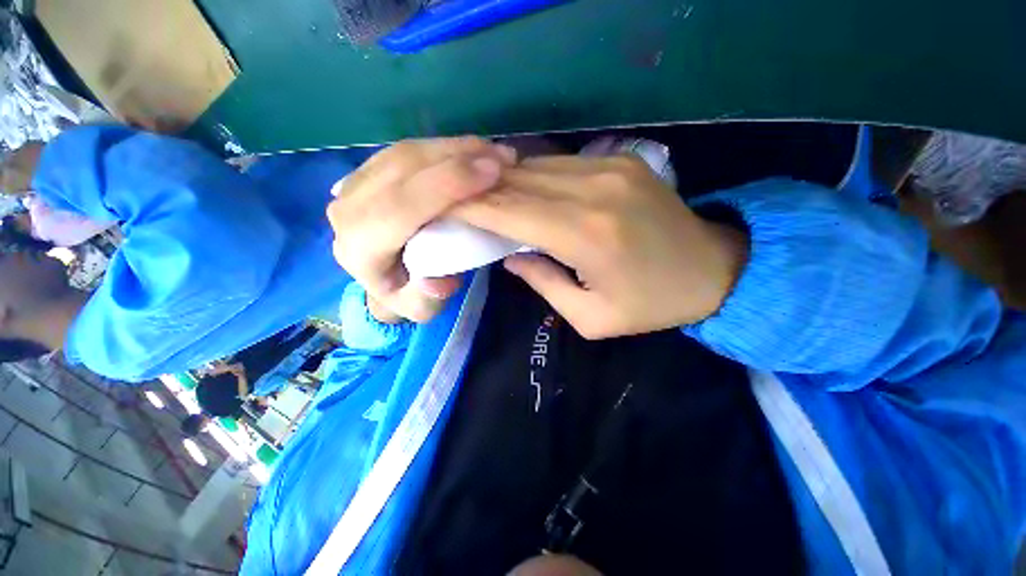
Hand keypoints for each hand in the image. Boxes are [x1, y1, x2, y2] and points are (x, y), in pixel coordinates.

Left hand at [327, 138, 515, 322]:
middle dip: (457, 158)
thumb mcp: (419, 309)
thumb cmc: (405, 294)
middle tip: (503, 158)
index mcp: (360, 247)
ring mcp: (355, 184)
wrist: (380, 277)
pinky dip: (443, 147)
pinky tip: (471, 150)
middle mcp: (349, 209)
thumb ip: (426, 299)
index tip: (492, 173)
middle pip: (403, 168)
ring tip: (494, 152)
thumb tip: (438, 281)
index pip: (401, 206)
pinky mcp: (367, 172)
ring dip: (454, 148)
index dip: (447, 184)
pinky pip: (407, 150)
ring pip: (406, 152)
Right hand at [451, 155, 747, 338]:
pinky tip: (515, 183)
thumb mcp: (592, 317)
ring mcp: (610, 168)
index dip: (473, 208)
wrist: (713, 269)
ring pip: (536, 167)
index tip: (442, 207)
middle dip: (479, 189)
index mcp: (587, 237)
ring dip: (501, 180)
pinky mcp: (621, 161)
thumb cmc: (650, 304)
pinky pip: (560, 163)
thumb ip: (544, 283)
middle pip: (518, 184)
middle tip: (449, 196)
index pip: (512, 213)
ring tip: (475, 190)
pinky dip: (530, 173)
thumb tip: (509, 256)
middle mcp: (594, 192)